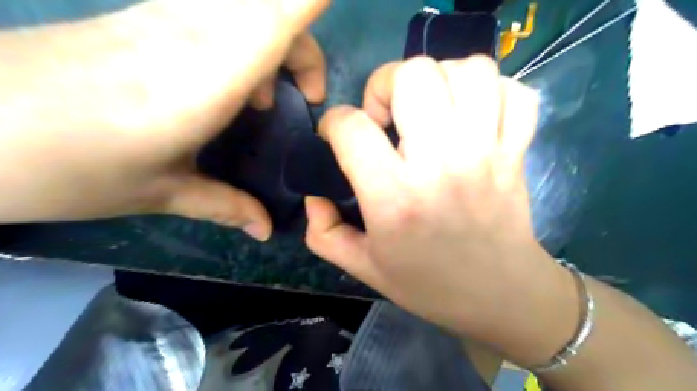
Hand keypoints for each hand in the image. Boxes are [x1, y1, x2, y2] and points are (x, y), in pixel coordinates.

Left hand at [0, 0, 329, 241]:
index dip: (310, 1)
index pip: (277, 14)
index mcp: (210, 76)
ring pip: (246, 7)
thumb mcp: (162, 193)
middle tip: (304, 97)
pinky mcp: (145, 17)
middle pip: (274, 8)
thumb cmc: (70, 165)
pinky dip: (243, 41)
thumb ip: (227, 206)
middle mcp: (195, 32)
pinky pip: (217, 13)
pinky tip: (228, 87)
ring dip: (274, 45)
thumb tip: (266, 230)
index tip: (331, 9)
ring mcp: (165, 17)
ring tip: (261, 103)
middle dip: (303, 50)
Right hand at [306, 54, 577, 362]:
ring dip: (440, 78)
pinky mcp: (517, 152)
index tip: (338, 135)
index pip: (352, 127)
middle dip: (385, 84)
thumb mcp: (363, 267)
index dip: (333, 123)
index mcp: (395, 198)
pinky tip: (473, 114)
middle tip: (387, 116)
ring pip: (469, 70)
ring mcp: (487, 153)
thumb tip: (313, 193)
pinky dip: (493, 91)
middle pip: (413, 75)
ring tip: (430, 108)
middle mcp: (442, 164)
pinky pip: (515, 93)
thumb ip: (323, 232)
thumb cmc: (428, 285)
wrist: (500, 297)